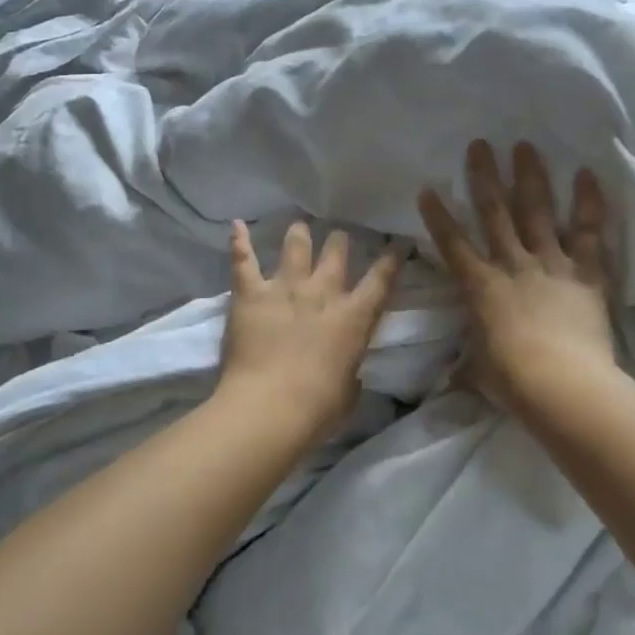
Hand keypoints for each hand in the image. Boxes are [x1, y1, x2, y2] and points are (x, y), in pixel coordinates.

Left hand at [217, 219, 402, 442]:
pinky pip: (244, 260)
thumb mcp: (349, 391)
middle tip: (339, 237)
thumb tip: (347, 371)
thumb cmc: (318, 409)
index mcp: (354, 318)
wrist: (270, 407)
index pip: (381, 281)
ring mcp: (285, 288)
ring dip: (299, 235)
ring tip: (299, 226)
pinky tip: (237, 225)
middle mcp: (322, 293)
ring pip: (295, 247)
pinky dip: (239, 241)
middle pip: (336, 253)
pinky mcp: (251, 293)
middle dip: (339, 242)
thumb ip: (350, 372)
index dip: (391, 261)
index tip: (397, 244)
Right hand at [418, 140, 615, 414]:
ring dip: (530, 177)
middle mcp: (512, 265)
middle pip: (495, 213)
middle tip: (480, 144)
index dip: (438, 216)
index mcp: (480, 287)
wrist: (561, 384)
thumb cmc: (511, 380)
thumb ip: (465, 367)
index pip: (452, 244)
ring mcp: (551, 264)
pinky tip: (587, 173)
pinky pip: (589, 232)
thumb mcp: (478, 373)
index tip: (428, 188)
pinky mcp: (586, 273)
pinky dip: (589, 203)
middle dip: (484, 177)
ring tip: (525, 146)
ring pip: (537, 212)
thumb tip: (448, 382)